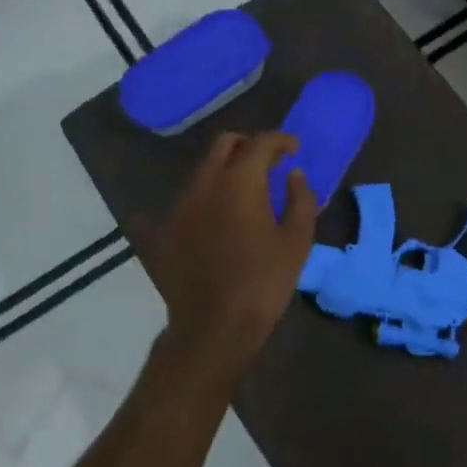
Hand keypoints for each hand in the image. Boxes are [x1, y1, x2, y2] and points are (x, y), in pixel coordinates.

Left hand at [147, 132, 317, 383]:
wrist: (214, 326)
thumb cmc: (264, 282)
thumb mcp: (297, 241)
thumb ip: (301, 199)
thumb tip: (293, 174)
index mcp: (240, 182)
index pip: (260, 143)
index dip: (280, 140)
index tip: (293, 149)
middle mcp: (205, 184)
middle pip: (224, 145)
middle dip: (248, 146)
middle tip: (268, 163)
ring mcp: (180, 205)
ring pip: (203, 170)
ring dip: (226, 170)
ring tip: (246, 192)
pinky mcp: (165, 229)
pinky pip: (186, 200)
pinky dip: (205, 198)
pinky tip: (214, 216)